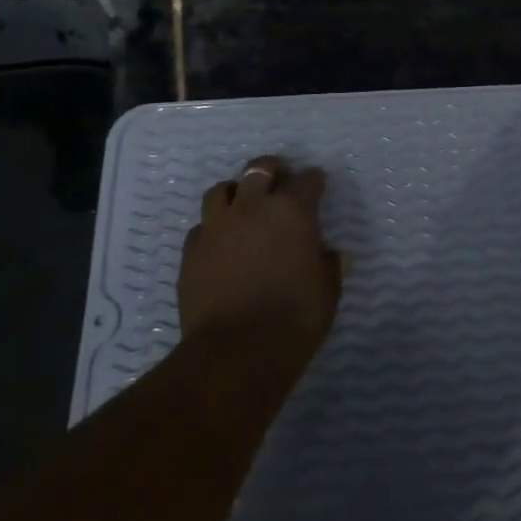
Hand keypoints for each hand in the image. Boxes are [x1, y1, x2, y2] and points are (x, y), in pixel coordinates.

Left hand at [180, 155, 339, 355]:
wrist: (236, 351)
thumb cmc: (295, 318)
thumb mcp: (328, 291)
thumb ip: (328, 265)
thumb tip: (327, 254)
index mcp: (292, 211)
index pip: (307, 181)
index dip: (314, 181)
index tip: (318, 184)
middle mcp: (252, 208)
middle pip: (258, 170)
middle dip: (272, 169)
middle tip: (279, 178)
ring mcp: (217, 227)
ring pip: (220, 190)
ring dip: (234, 192)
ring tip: (242, 204)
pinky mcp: (191, 252)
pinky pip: (201, 227)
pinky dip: (212, 228)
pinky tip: (219, 242)